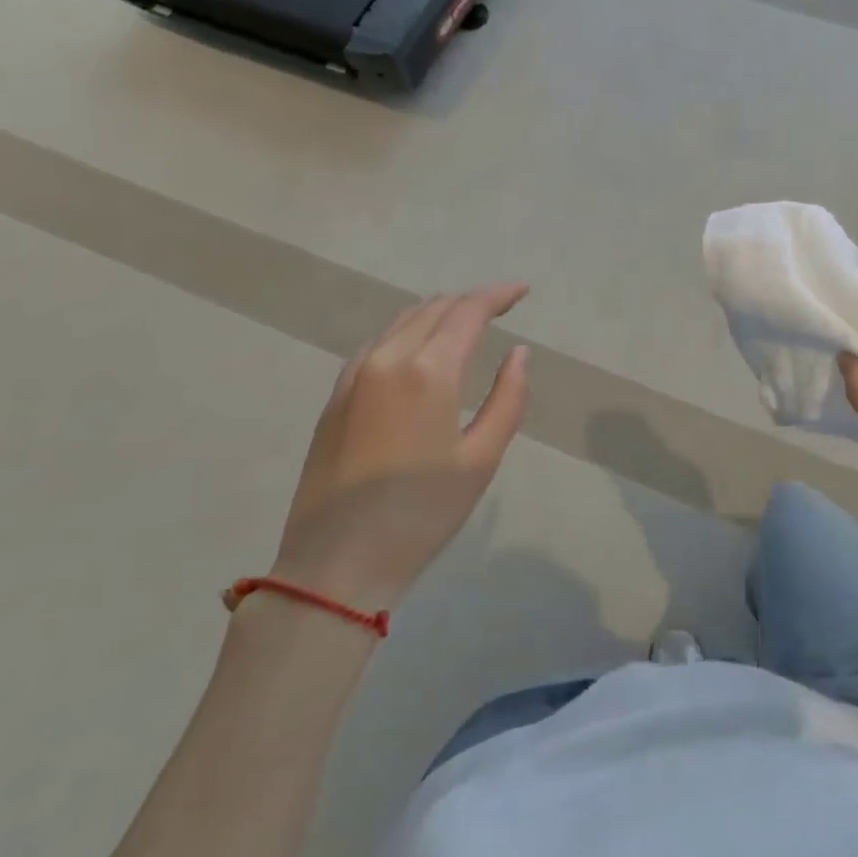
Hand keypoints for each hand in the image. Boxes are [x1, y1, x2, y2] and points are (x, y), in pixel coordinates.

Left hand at [271, 285, 530, 611]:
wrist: (334, 564)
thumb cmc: (420, 514)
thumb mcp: (481, 459)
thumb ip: (508, 398)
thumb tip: (519, 353)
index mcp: (429, 370)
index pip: (469, 310)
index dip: (499, 295)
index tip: (523, 291)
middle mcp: (389, 358)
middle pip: (436, 308)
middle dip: (472, 301)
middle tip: (501, 309)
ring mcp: (355, 374)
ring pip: (404, 320)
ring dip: (439, 312)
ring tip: (466, 323)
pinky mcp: (336, 395)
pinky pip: (378, 341)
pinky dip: (408, 330)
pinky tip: (419, 348)